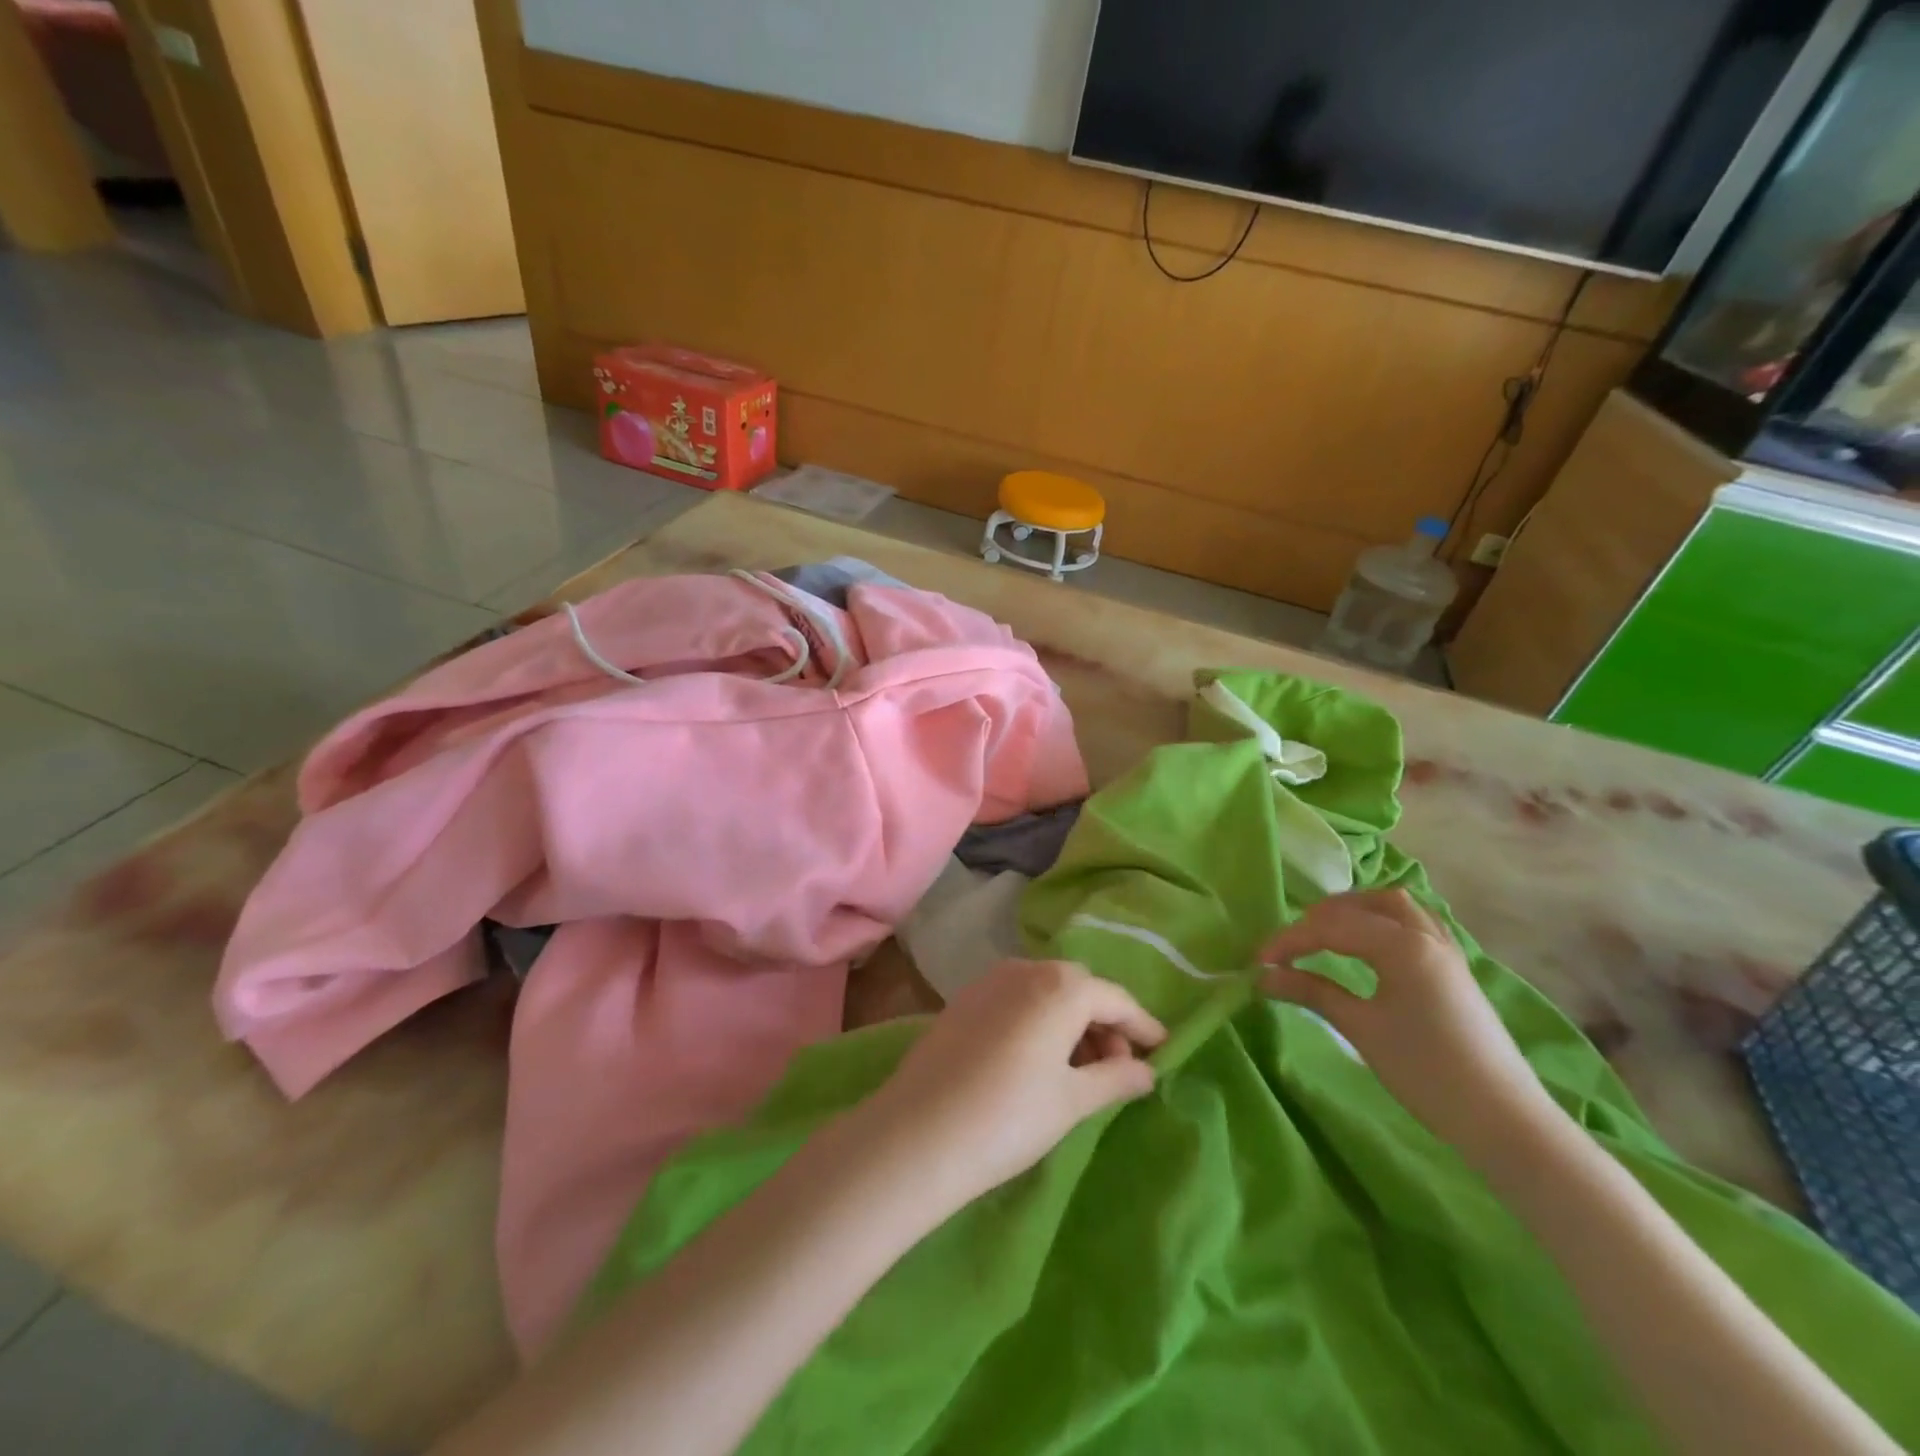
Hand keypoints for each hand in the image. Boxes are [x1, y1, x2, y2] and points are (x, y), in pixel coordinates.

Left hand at [857, 959, 1166, 1215]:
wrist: (919, 1132)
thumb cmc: (1010, 1116)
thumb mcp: (1073, 1100)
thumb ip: (1116, 1078)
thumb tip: (1148, 1071)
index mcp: (1061, 986)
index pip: (1115, 999)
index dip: (1142, 1025)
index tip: (1163, 1050)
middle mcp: (1026, 969)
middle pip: (1080, 989)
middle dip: (1104, 1024)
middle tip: (1118, 1069)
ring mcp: (990, 981)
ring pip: (1046, 993)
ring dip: (1071, 1023)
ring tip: (1081, 1072)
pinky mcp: (964, 1000)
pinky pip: (1017, 1000)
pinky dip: (1039, 1021)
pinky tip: (1039, 1060)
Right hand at [1260, 889, 1559, 1163]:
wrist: (1504, 1120)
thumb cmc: (1426, 1072)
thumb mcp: (1361, 1029)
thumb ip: (1311, 992)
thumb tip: (1263, 977)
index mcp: (1402, 946)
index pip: (1332, 927)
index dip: (1289, 941)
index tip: (1258, 962)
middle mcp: (1426, 935)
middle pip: (1365, 904)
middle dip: (1321, 917)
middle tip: (1291, 945)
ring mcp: (1445, 950)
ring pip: (1395, 907)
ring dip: (1355, 912)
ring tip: (1324, 935)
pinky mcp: (1454, 969)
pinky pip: (1414, 924)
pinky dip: (1383, 922)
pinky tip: (1369, 945)